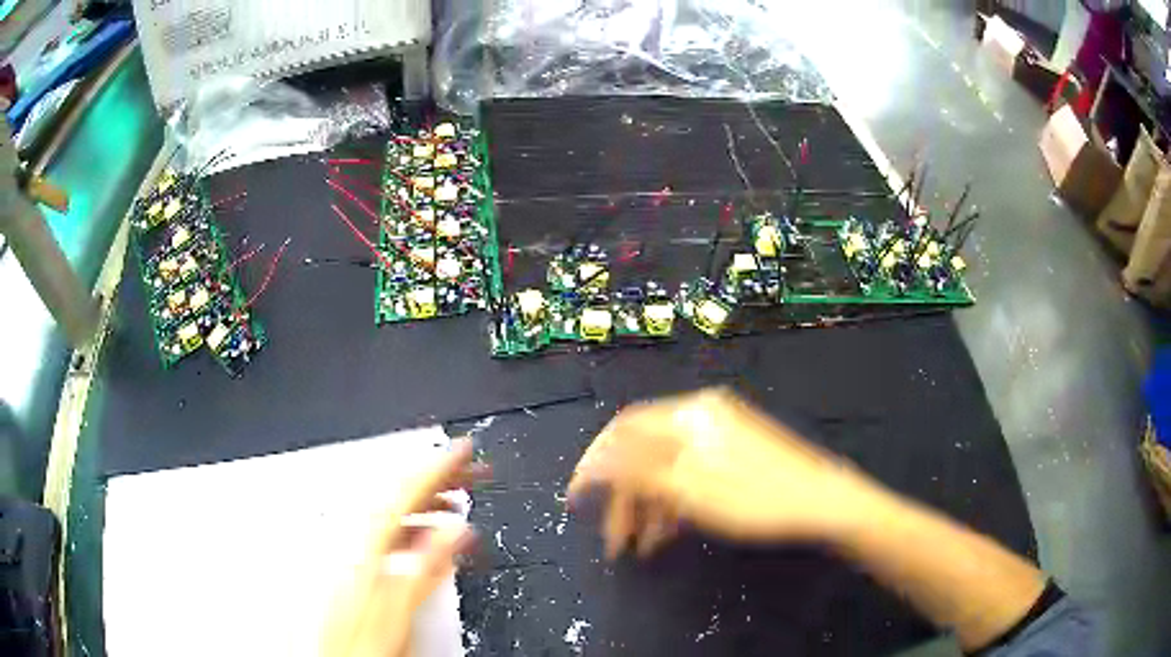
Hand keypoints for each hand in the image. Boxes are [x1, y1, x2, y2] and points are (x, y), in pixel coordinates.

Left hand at [323, 439, 483, 656]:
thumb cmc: (359, 640)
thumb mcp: (399, 606)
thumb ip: (426, 566)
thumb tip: (455, 530)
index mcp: (366, 543)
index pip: (405, 491)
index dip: (439, 467)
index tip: (465, 450)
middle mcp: (357, 538)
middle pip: (399, 493)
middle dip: (438, 478)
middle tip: (471, 471)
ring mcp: (357, 550)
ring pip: (394, 510)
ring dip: (428, 500)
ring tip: (457, 499)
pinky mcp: (360, 563)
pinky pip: (390, 530)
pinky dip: (414, 524)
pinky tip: (428, 533)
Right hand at [567, 388, 882, 558]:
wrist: (825, 503)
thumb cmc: (755, 498)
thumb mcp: (689, 490)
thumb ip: (635, 472)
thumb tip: (589, 464)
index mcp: (689, 414)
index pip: (624, 431)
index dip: (594, 465)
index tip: (577, 502)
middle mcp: (703, 415)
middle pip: (647, 454)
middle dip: (627, 499)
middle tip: (617, 543)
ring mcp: (722, 434)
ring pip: (669, 468)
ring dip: (651, 507)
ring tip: (644, 547)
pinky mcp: (736, 454)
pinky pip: (692, 474)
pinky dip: (676, 502)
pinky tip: (671, 532)